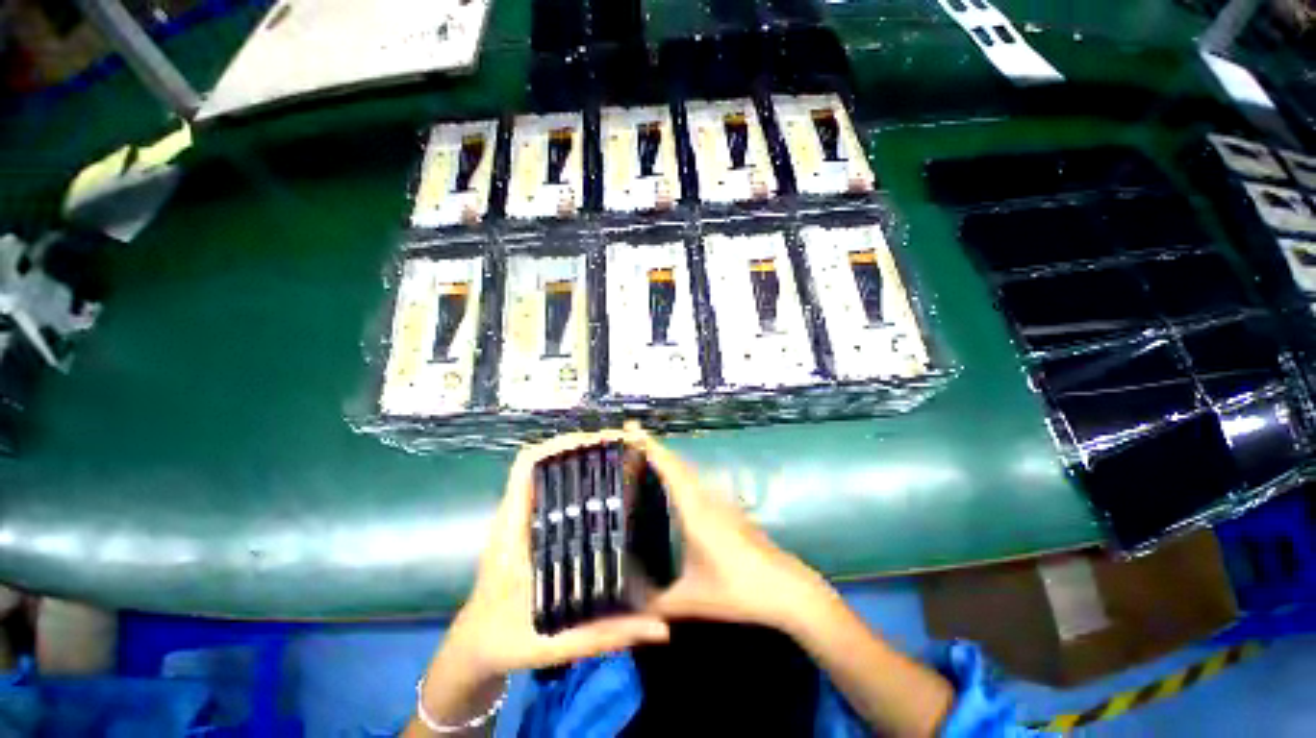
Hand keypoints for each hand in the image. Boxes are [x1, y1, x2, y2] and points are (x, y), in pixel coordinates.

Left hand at [415, 432, 669, 731]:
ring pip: (548, 473)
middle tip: (619, 449)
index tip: (597, 442)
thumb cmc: (504, 641)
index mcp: (511, 530)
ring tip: (616, 458)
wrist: (473, 648)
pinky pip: (552, 491)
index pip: (526, 468)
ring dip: (579, 460)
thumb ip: (606, 635)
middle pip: (543, 462)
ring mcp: (521, 519)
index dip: (559, 446)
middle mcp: (516, 515)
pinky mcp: (529, 527)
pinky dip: (575, 480)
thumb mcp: (554, 643)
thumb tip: (660, 629)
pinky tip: (603, 487)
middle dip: (580, 448)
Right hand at [628, 424, 836, 634]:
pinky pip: (697, 481)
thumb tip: (626, 606)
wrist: (786, 588)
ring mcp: (720, 501)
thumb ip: (655, 603)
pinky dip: (680, 472)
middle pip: (677, 463)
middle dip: (654, 446)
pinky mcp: (728, 508)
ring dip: (668, 458)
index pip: (670, 469)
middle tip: (629, 437)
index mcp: (695, 511)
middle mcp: (706, 498)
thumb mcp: (693, 599)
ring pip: (688, 470)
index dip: (651, 446)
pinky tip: (673, 484)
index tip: (631, 428)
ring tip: (643, 455)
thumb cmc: (739, 589)